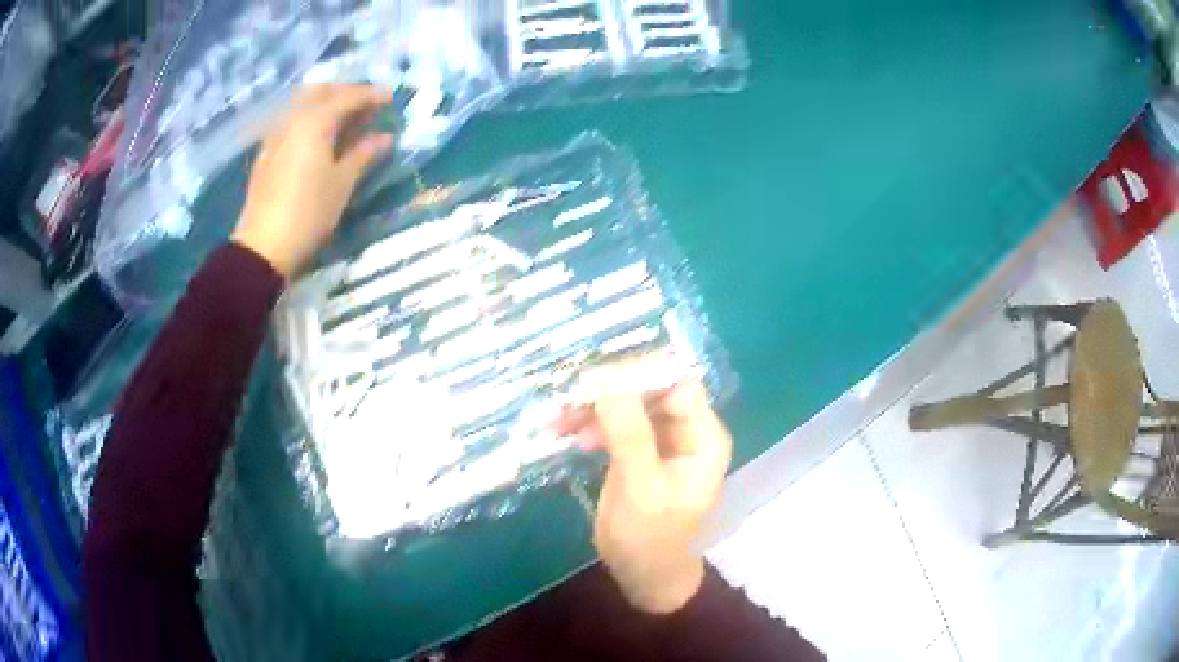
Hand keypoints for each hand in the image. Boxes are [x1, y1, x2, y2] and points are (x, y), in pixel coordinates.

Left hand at [232, 84, 394, 277]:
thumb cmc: (309, 213)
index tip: (391, 98)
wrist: (263, 247)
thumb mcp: (342, 183)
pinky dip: (308, 119)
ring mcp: (276, 135)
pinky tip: (317, 137)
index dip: (372, 95)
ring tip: (344, 119)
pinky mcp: (266, 153)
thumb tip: (384, 137)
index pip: (348, 97)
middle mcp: (293, 119)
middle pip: (321, 91)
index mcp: (315, 122)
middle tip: (365, 105)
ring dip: (325, 103)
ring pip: (302, 104)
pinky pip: (291, 121)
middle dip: (345, 92)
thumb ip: (363, 153)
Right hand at [557, 379, 732, 613]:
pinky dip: (591, 425)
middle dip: (611, 390)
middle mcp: (686, 431)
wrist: (643, 574)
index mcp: (703, 436)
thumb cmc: (652, 537)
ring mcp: (660, 441)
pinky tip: (566, 432)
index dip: (642, 373)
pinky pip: (615, 425)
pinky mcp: (637, 452)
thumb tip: (610, 378)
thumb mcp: (641, 487)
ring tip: (559, 418)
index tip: (598, 372)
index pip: (678, 384)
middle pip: (650, 391)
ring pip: (628, 406)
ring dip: (594, 407)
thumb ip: (629, 434)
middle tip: (569, 393)